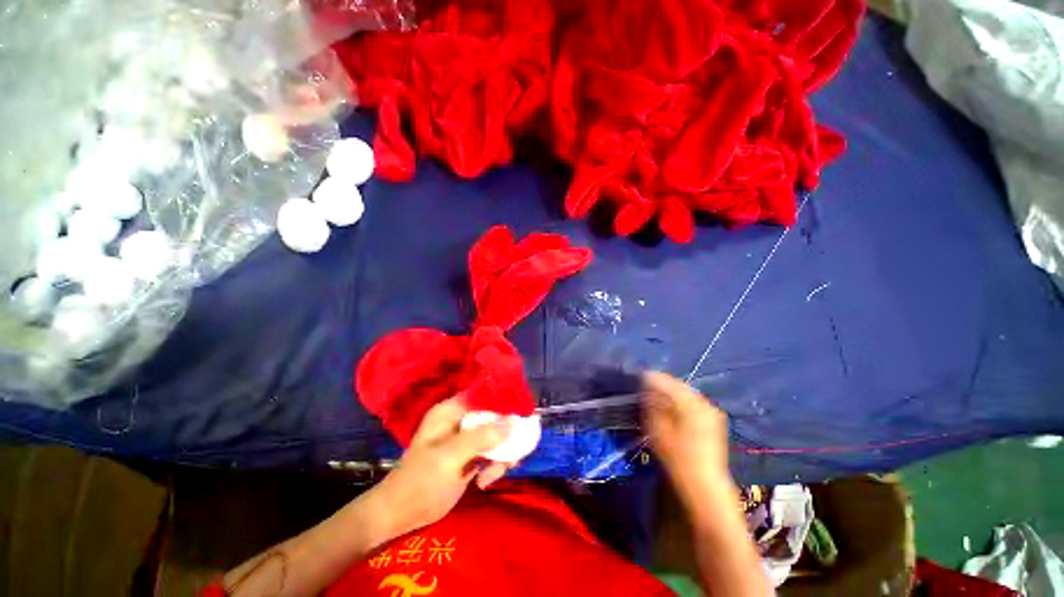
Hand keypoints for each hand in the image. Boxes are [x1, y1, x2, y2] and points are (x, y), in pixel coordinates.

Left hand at [365, 397, 511, 540]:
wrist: (400, 515)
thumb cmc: (421, 480)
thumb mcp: (450, 456)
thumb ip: (482, 437)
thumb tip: (513, 422)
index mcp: (452, 411)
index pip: (484, 394)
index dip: (505, 399)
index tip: (523, 411)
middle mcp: (461, 420)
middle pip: (494, 416)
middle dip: (507, 433)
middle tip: (514, 451)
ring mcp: (466, 439)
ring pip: (497, 435)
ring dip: (503, 452)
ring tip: (496, 472)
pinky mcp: (470, 456)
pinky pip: (492, 452)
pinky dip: (496, 463)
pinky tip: (486, 481)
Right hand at [642, 371, 731, 506]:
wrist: (704, 485)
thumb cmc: (677, 457)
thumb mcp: (657, 429)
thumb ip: (650, 406)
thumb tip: (646, 391)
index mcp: (690, 402)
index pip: (667, 381)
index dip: (651, 378)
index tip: (638, 379)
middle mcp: (703, 402)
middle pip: (678, 386)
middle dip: (662, 385)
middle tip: (646, 389)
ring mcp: (711, 412)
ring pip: (687, 394)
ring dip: (672, 394)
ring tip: (657, 399)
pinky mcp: (715, 422)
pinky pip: (694, 404)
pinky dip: (682, 403)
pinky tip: (673, 410)